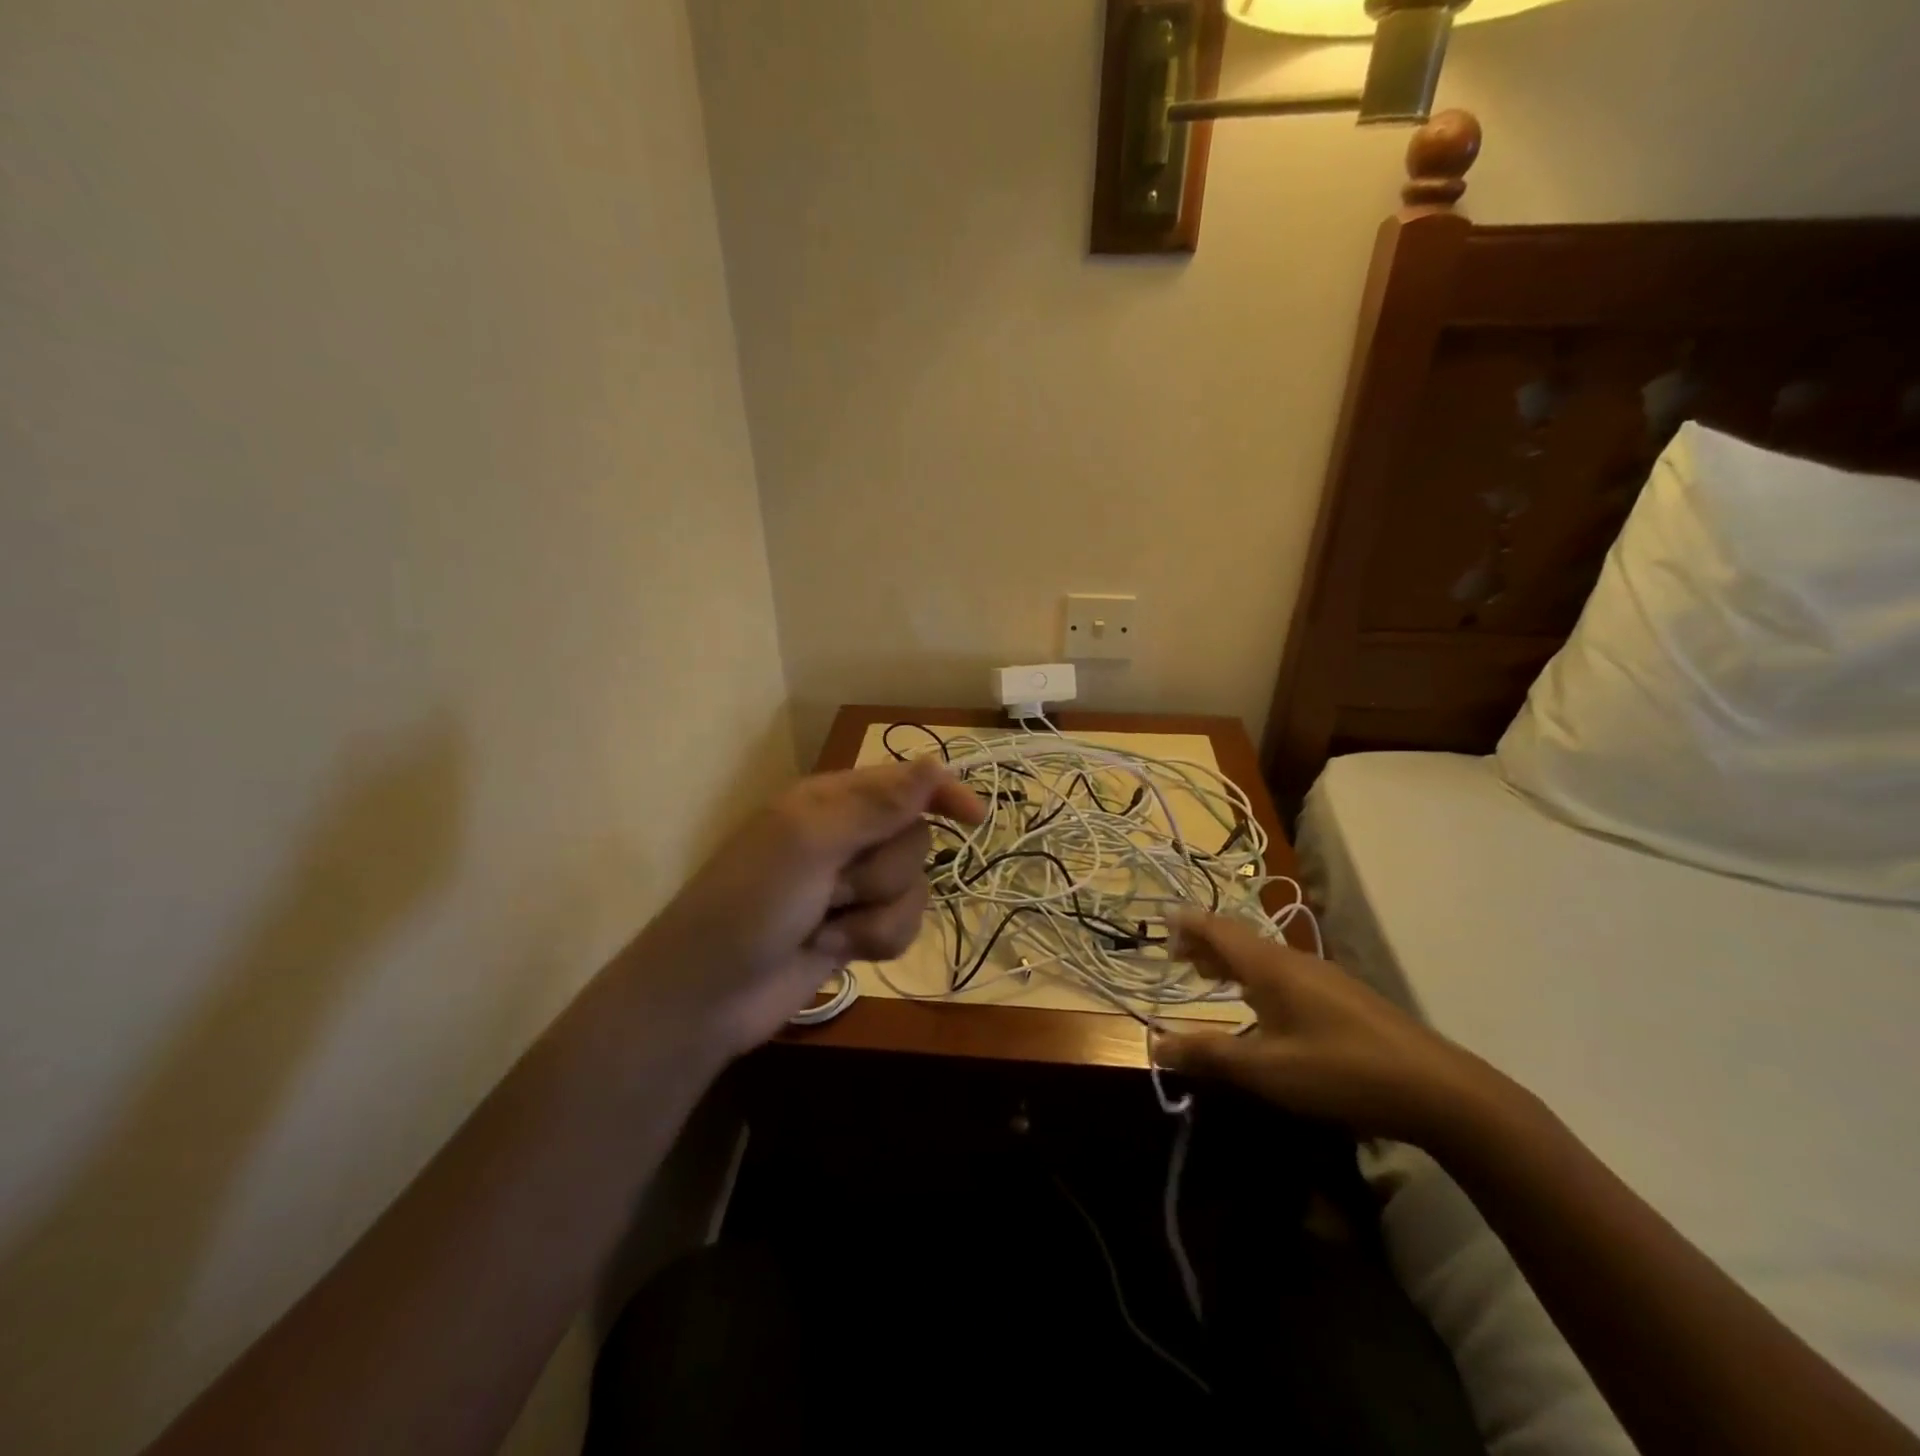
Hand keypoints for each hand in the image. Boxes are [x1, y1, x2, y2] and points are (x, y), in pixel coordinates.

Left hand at [627, 760, 984, 1059]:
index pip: (903, 783)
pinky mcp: (856, 930)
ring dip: (875, 915)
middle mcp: (845, 837)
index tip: (975, 818)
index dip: (941, 794)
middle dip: (882, 873)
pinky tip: (835, 951)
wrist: (709, 995)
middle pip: (914, 840)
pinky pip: (902, 925)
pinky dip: (875, 940)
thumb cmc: (750, 904)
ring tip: (826, 926)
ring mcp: (850, 887)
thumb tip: (935, 764)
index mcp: (830, 802)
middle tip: (834, 888)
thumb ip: (876, 806)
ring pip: (913, 887)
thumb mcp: (809, 844)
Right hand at [1151, 911, 1502, 1147]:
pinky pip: (1282, 971)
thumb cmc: (1340, 1071)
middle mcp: (1293, 960)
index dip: (1188, 924)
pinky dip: (1254, 975)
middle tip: (1175, 954)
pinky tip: (1260, 1003)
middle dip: (1204, 942)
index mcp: (1270, 966)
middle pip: (1238, 938)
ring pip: (1262, 955)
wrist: (1437, 1089)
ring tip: (1208, 973)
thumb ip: (1209, 1055)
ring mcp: (1322, 976)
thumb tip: (1155, 1044)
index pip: (1218, 929)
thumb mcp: (1266, 1070)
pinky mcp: (1342, 996)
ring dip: (1230, 959)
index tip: (1161, 922)